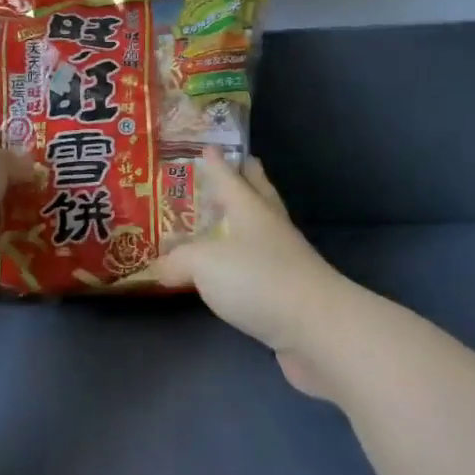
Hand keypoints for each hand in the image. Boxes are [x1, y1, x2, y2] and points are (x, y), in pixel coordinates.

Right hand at [142, 153, 349, 398]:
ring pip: (262, 228)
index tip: (208, 146)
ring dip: (247, 218)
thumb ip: (178, 261)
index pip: (230, 177)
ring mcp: (284, 259)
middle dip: (247, 178)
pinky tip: (235, 268)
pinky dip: (247, 259)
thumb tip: (159, 266)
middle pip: (259, 194)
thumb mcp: (204, 264)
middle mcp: (270, 227)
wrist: (315, 328)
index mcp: (251, 209)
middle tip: (236, 164)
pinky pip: (261, 264)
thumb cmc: (258, 280)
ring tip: (228, 215)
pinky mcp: (289, 291)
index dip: (217, 162)